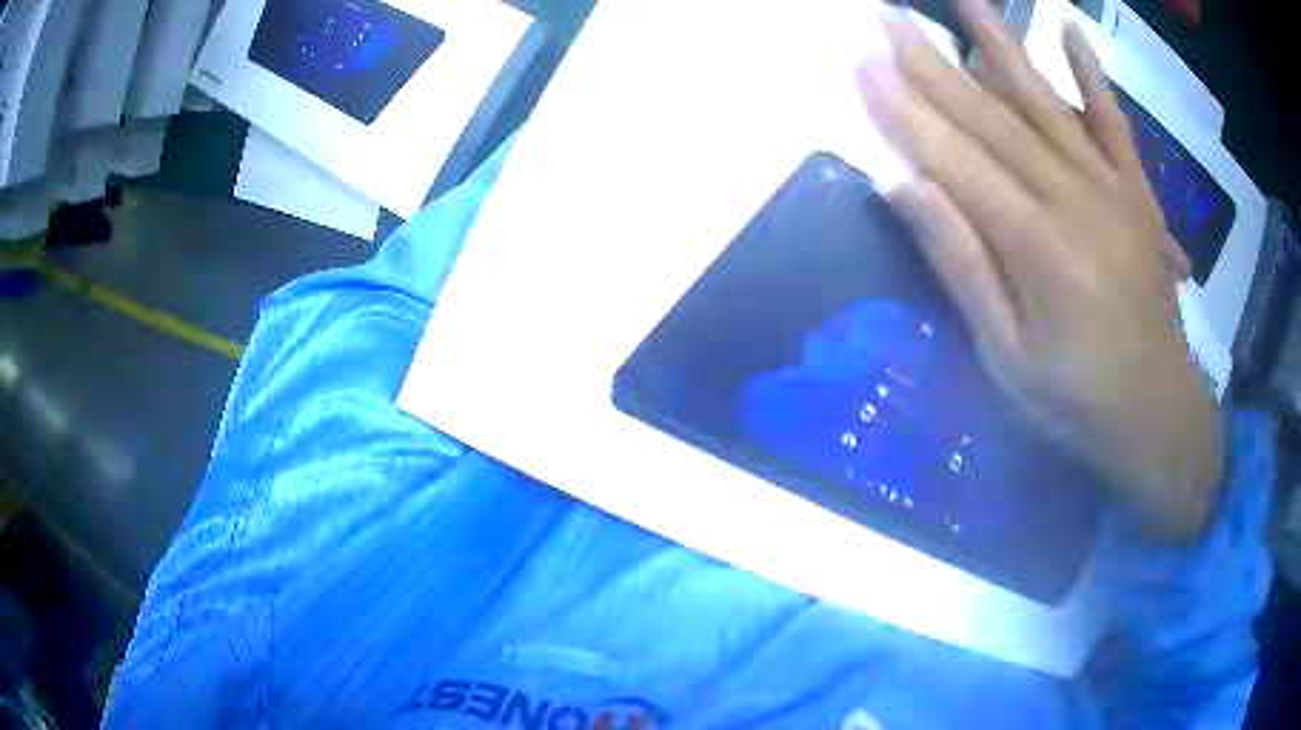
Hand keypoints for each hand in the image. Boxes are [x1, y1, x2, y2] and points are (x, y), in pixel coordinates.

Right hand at [855, 0, 1222, 538]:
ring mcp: (1111, 190)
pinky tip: (1071, 32)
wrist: (1159, 415)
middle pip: (990, 117)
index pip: (952, 157)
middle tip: (889, 17)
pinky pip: (1114, 122)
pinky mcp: (1138, 193)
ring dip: (1000, 43)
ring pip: (1045, 101)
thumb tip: (905, 189)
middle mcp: (1073, 201)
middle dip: (932, 63)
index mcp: (1036, 248)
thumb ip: (963, 269)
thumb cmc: (1076, 402)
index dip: (903, 108)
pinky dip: (1093, 75)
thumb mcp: (1006, 360)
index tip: (861, 63)